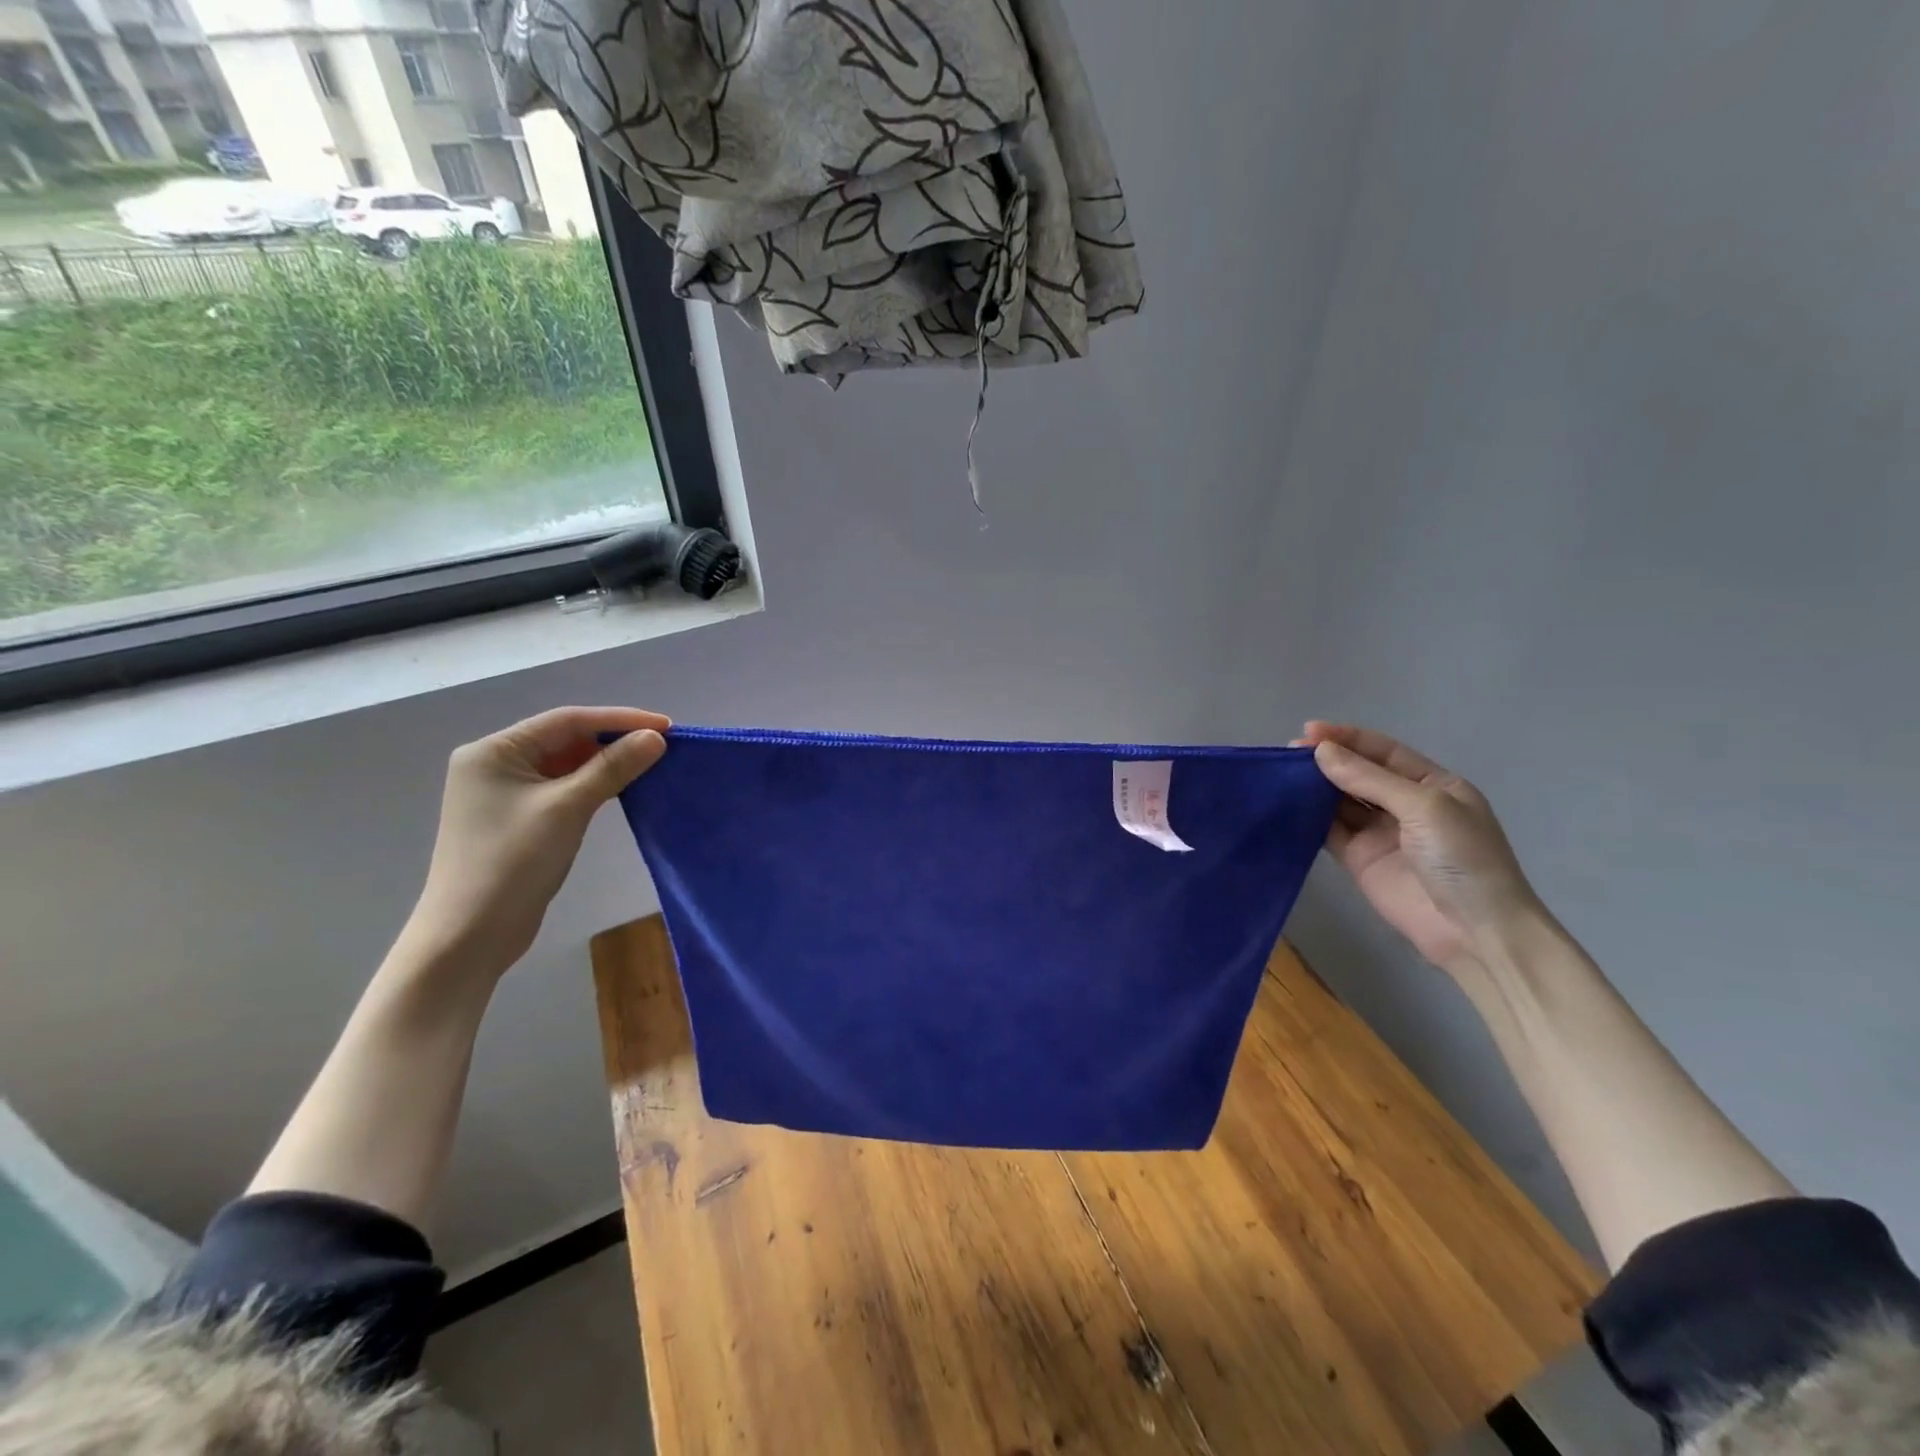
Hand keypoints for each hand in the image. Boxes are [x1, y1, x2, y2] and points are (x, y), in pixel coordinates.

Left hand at [403, 706, 669, 979]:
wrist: (471, 935)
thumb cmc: (512, 862)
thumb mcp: (568, 808)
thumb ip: (613, 768)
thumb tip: (655, 738)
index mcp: (493, 751)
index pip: (566, 720)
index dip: (619, 719)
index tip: (666, 726)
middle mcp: (495, 764)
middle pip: (565, 739)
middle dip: (614, 740)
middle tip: (662, 744)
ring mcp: (505, 793)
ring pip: (566, 765)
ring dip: (606, 763)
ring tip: (650, 763)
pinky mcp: (518, 819)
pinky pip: (563, 788)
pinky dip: (594, 785)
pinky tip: (623, 788)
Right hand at [1300, 722, 1543, 975]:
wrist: (1474, 931)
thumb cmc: (1462, 858)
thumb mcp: (1424, 807)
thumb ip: (1369, 780)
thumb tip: (1321, 752)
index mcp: (1432, 784)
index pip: (1383, 751)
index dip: (1347, 738)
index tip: (1308, 731)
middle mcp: (1404, 804)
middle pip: (1358, 773)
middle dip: (1326, 761)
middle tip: (1287, 754)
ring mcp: (1380, 833)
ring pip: (1339, 801)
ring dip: (1313, 787)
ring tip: (1281, 776)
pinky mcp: (1358, 860)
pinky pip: (1328, 831)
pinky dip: (1308, 818)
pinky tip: (1286, 807)